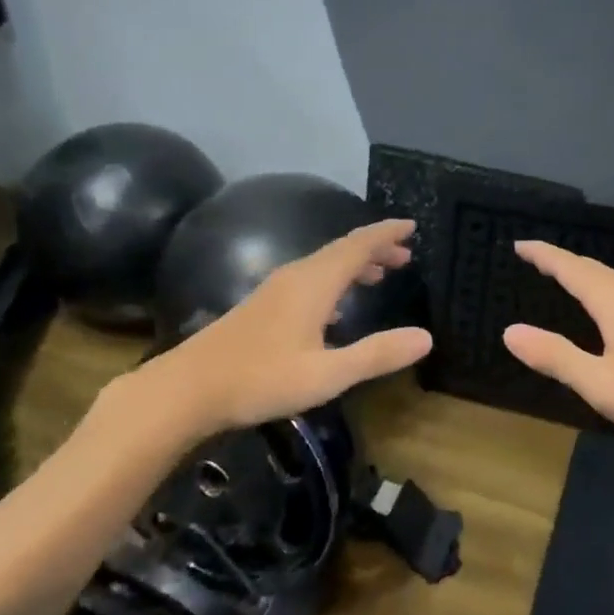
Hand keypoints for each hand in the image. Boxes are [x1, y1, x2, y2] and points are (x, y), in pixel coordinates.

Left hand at [156, 219, 433, 432]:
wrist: (188, 389)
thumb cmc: (261, 379)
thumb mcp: (327, 374)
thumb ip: (377, 354)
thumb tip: (426, 337)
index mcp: (314, 283)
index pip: (358, 246)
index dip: (385, 233)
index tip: (411, 226)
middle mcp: (295, 276)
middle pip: (341, 250)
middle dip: (374, 248)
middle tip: (405, 255)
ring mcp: (274, 289)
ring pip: (323, 264)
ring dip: (353, 264)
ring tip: (379, 274)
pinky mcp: (262, 305)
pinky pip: (308, 279)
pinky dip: (333, 280)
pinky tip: (335, 307)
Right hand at [501, 240, 613, 446]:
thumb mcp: (599, 382)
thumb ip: (555, 356)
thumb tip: (510, 332)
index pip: (570, 267)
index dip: (543, 254)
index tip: (519, 244)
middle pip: (592, 268)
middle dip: (561, 260)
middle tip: (535, 258)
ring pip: (612, 279)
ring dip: (584, 274)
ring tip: (565, 277)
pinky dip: (603, 288)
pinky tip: (608, 307)